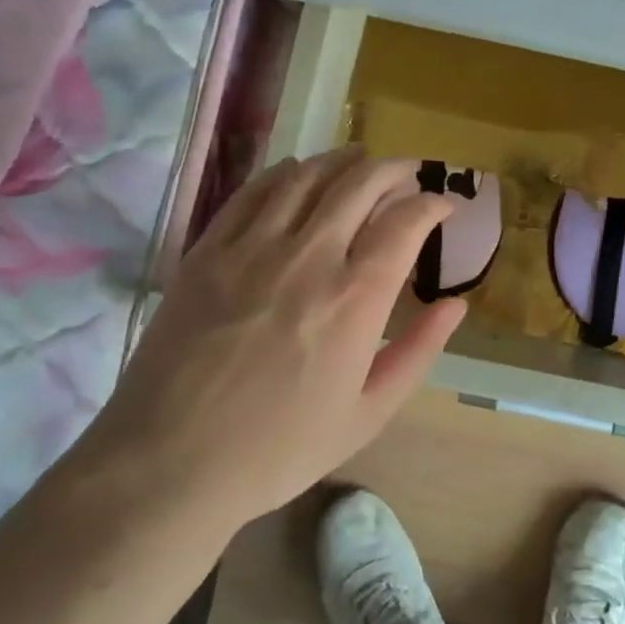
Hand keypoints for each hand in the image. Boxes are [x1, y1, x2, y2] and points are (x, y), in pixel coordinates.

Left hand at [83, 149, 466, 532]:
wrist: (168, 463)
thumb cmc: (278, 448)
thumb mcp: (368, 414)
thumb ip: (418, 352)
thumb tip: (457, 305)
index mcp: (355, 298)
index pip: (405, 221)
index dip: (432, 203)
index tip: (443, 205)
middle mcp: (309, 257)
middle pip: (360, 183)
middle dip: (394, 169)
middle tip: (409, 174)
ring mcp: (252, 248)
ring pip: (308, 176)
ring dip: (343, 159)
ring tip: (360, 160)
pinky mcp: (208, 251)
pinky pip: (254, 191)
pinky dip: (285, 172)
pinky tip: (297, 172)